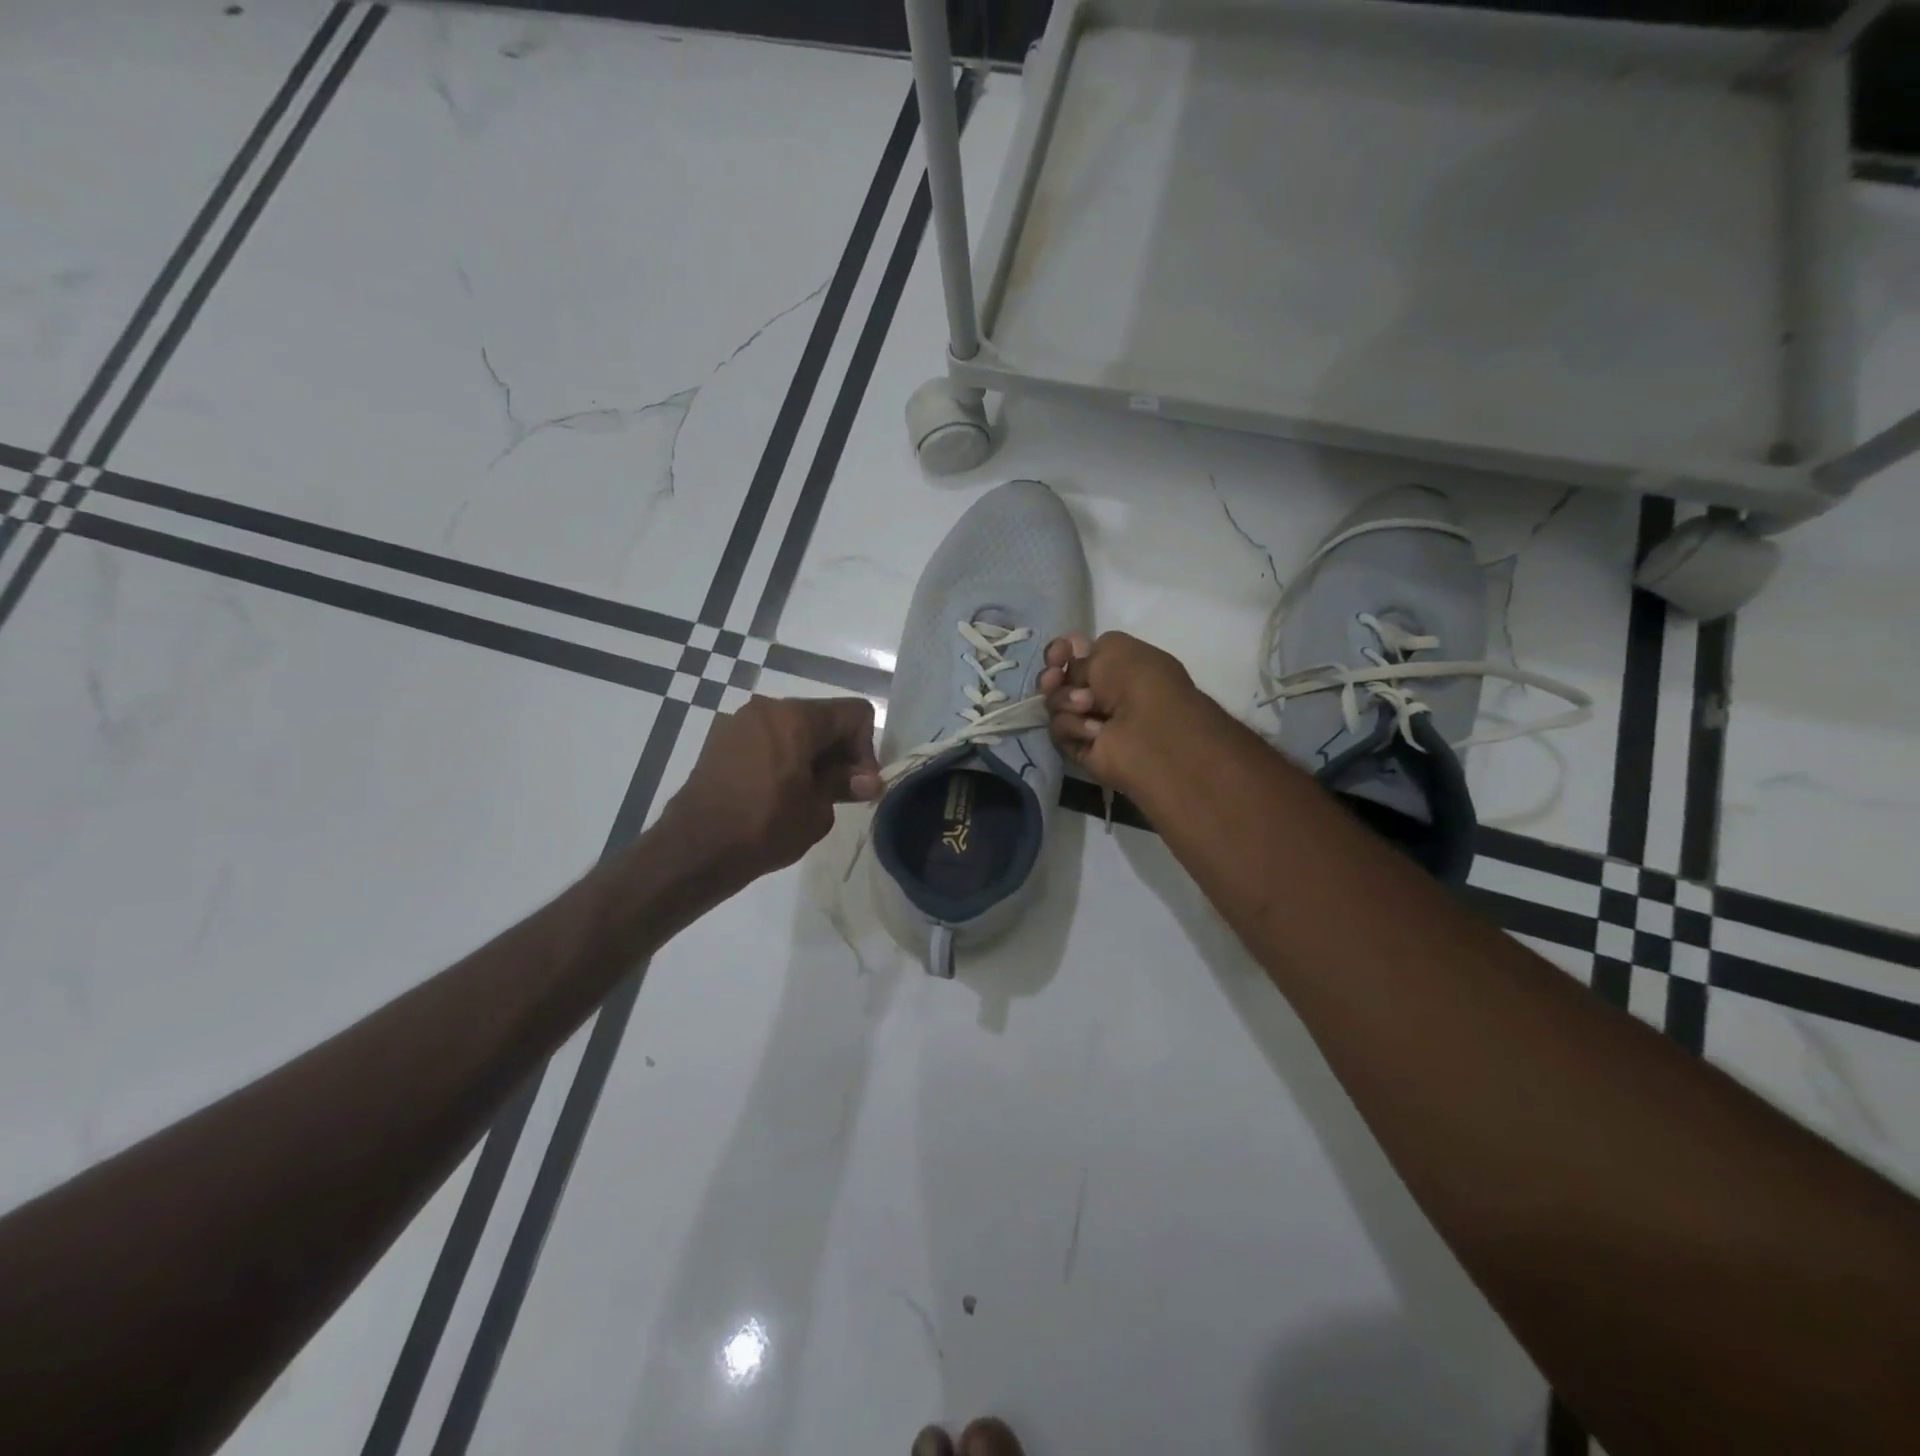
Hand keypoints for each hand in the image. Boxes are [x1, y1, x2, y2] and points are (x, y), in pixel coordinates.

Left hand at [662, 695, 881, 888]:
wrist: (696, 849)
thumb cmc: (765, 827)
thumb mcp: (818, 810)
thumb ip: (845, 785)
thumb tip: (867, 780)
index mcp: (797, 718)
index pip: (855, 714)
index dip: (865, 749)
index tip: (856, 785)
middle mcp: (768, 708)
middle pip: (823, 717)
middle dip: (838, 750)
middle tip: (837, 792)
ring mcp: (740, 721)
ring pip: (794, 727)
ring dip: (810, 754)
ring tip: (805, 793)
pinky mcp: (721, 740)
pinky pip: (767, 738)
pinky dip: (782, 756)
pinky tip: (776, 790)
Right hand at [1039, 631, 1207, 796]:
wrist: (1149, 732)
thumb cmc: (1140, 683)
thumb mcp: (1114, 647)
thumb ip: (1086, 649)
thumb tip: (1069, 662)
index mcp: (1119, 666)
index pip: (1076, 654)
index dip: (1062, 651)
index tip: (1059, 652)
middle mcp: (1104, 692)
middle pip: (1059, 679)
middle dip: (1053, 675)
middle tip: (1054, 677)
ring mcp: (1090, 721)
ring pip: (1054, 704)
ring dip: (1065, 700)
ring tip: (1086, 706)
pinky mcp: (1081, 748)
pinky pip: (1059, 730)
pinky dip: (1073, 726)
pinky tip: (1095, 731)